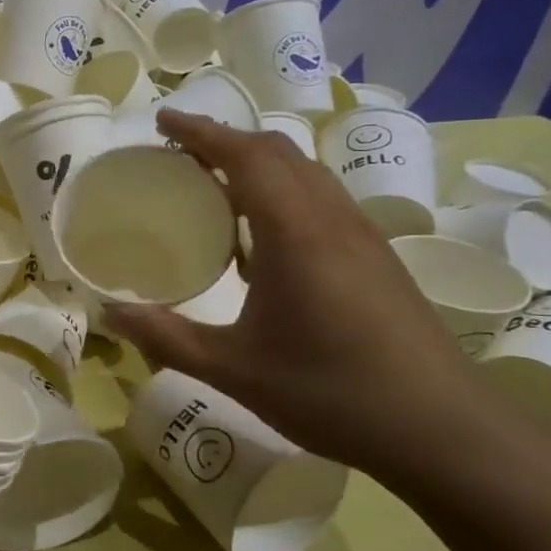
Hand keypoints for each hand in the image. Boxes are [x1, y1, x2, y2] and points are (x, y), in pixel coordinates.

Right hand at [104, 109, 495, 478]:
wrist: (443, 431)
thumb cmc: (331, 393)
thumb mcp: (233, 370)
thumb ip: (166, 337)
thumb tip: (107, 313)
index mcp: (296, 233)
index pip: (247, 156)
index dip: (202, 131)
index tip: (162, 119)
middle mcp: (332, 220)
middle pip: (278, 152)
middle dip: (225, 140)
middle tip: (177, 153)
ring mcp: (361, 236)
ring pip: (304, 173)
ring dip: (256, 163)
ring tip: (212, 185)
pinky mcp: (375, 257)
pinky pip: (319, 200)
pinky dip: (280, 191)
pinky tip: (258, 236)